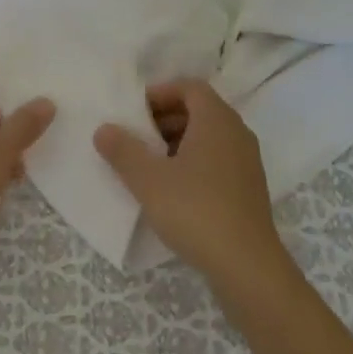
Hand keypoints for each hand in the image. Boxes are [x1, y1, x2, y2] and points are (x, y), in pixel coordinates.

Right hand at [93, 80, 285, 293]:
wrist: (246, 266)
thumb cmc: (195, 210)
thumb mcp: (148, 179)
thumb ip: (122, 150)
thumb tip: (104, 128)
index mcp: (216, 120)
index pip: (190, 87)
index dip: (160, 93)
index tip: (134, 111)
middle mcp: (237, 133)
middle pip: (199, 110)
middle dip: (164, 118)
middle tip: (135, 136)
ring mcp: (247, 162)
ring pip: (208, 138)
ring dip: (177, 142)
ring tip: (148, 164)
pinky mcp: (248, 189)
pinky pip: (217, 160)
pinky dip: (193, 163)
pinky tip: (171, 189)